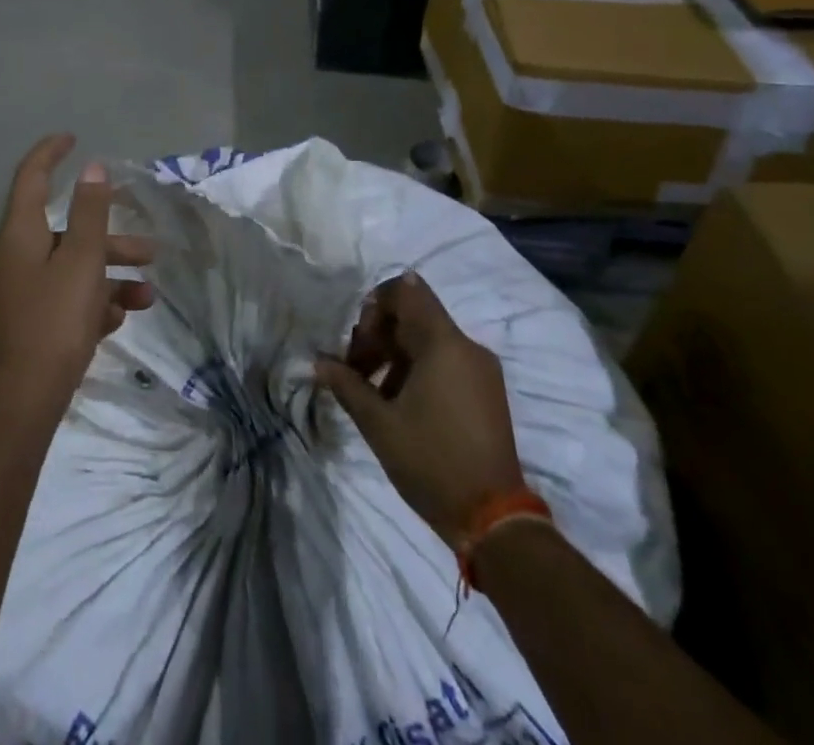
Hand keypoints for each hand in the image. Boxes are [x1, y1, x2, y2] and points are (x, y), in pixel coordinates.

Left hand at [0, 135, 155, 405]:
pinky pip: (62, 299)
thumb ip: (90, 212)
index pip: (30, 177)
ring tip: (147, 296)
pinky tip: (121, 319)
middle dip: (109, 238)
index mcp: (18, 234)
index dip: (51, 153)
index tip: (73, 138)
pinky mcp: (25, 323)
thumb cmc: (54, 321)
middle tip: (148, 248)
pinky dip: (92, 302)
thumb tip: (92, 169)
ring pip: (69, 269)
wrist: (22, 402)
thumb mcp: (81, 261)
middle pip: (64, 232)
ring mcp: (17, 293)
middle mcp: (12, 257)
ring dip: (110, 276)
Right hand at [315, 272, 526, 552]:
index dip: (376, 305)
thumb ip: (347, 385)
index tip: (359, 340)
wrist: (494, 521)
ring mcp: (481, 370)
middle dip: (379, 335)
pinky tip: (399, 405)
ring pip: (428, 340)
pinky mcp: (487, 392)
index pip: (407, 291)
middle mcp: (467, 346)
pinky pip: (446, 361)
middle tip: (355, 370)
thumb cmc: (432, 462)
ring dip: (395, 355)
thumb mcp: (379, 424)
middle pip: (415, 316)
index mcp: (443, 343)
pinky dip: (417, 370)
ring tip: (371, 392)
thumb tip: (319, 362)